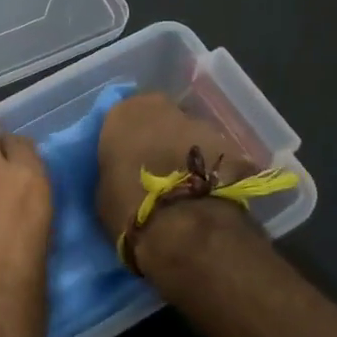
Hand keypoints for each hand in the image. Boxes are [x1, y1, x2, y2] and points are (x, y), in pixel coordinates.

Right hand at [95, 93, 255, 263]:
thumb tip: (124, 173)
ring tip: (185, 186)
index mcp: (124, 114)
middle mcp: (163, 109)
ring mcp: (202, 124)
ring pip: (189, 134)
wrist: (186, 227)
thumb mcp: (104, 191)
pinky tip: (209, 193)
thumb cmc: (130, 208)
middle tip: (156, 170)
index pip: (120, 119)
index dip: (126, 141)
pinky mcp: (233, 145)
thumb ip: (114, 171)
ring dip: (187, 152)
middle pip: (159, 120)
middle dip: (159, 140)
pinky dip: (211, 168)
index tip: (126, 161)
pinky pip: (214, 154)